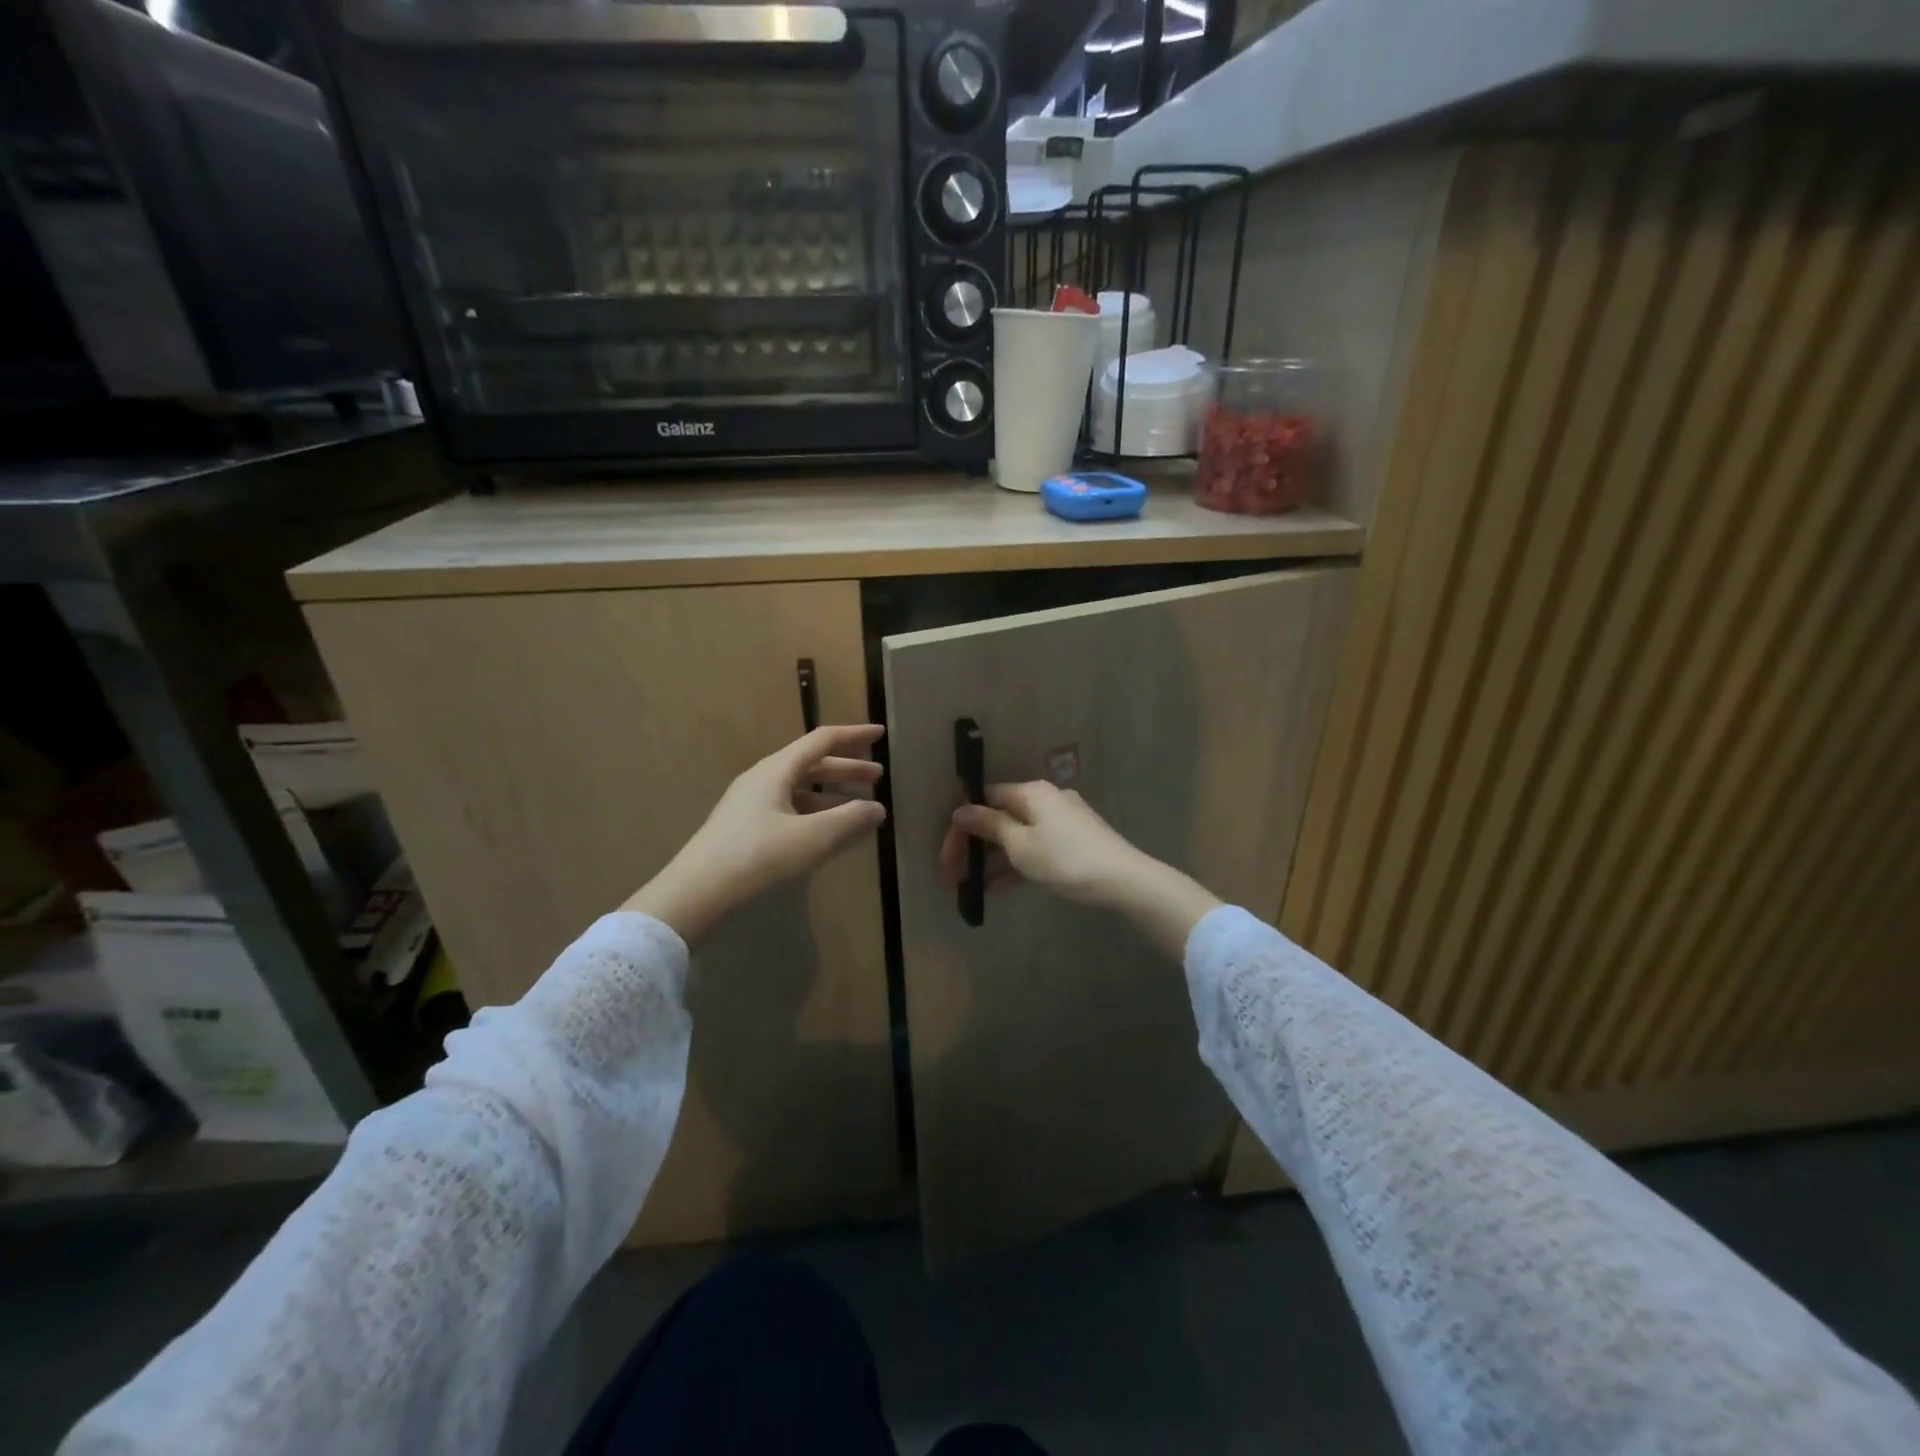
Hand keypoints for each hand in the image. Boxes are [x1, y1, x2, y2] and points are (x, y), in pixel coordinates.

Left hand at [624, 724, 885, 942]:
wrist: (696, 892)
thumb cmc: (757, 856)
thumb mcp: (812, 837)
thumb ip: (850, 820)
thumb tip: (878, 808)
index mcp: (777, 769)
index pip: (822, 740)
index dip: (854, 736)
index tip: (880, 734)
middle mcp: (763, 779)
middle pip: (811, 763)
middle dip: (846, 768)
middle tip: (877, 777)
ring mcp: (751, 803)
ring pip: (800, 788)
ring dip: (831, 793)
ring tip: (859, 807)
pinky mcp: (745, 828)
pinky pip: (789, 808)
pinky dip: (815, 813)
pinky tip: (827, 832)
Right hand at [939, 780, 1146, 906]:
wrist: (1124, 880)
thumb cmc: (1066, 859)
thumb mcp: (1021, 845)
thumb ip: (989, 826)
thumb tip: (960, 810)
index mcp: (1031, 792)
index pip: (984, 800)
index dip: (962, 828)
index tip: (948, 857)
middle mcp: (1045, 799)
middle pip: (1000, 818)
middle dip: (975, 847)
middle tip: (956, 877)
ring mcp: (1062, 819)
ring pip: (1017, 835)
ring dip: (994, 860)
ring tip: (974, 889)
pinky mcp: (1074, 839)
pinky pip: (1035, 846)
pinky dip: (1017, 863)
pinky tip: (1000, 888)